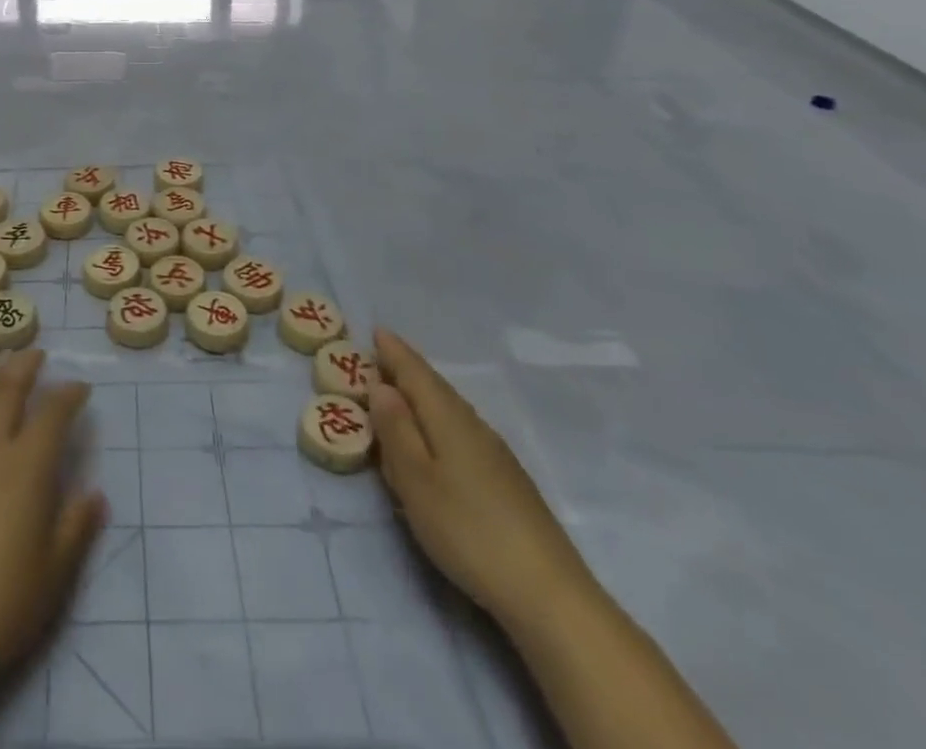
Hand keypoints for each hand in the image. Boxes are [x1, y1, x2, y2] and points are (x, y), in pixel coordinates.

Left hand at [0, 350, 106, 696]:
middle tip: (37, 354)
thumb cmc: (1, 605)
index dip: (69, 394)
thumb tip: (95, 494)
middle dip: (24, 366)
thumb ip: (76, 527)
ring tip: (0, 368)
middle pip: (6, 390)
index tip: (81, 387)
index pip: (52, 413)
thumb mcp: (55, 573)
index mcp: (27, 466)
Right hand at [369, 328, 592, 631]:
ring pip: (450, 409)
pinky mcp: (507, 481)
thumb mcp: (415, 481)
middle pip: (435, 386)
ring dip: (423, 396)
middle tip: (379, 357)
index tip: (375, 330)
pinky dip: (439, 422)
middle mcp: (473, 425)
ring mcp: (495, 454)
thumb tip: (382, 386)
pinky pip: (461, 431)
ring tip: (400, 394)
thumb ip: (396, 430)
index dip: (394, 351)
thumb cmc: (468, 530)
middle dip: (407, 370)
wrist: (550, 595)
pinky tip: (435, 440)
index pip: (415, 372)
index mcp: (448, 418)